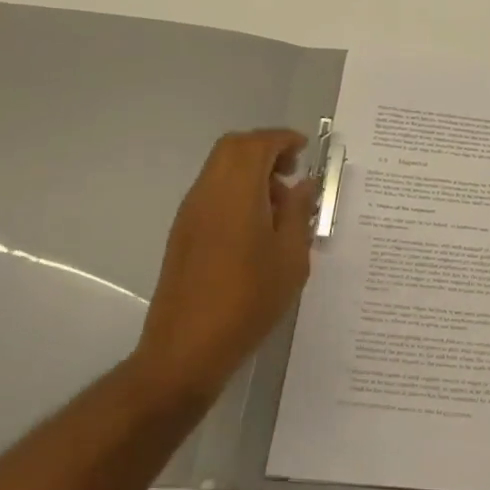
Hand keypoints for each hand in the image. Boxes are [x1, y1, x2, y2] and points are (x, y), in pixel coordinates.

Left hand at [133, 130, 319, 408]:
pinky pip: (212, 191)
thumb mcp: (290, 257)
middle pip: (233, 147)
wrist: (186, 349)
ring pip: (220, 168)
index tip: (306, 150)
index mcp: (236, 192)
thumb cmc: (248, 300)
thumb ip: (298, 213)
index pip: (257, 144)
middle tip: (292, 172)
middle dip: (265, 149)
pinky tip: (256, 226)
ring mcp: (190, 212)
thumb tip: (302, 185)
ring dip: (250, 171)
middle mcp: (208, 192)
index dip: (283, 139)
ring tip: (279, 204)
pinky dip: (236, 190)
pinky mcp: (183, 233)